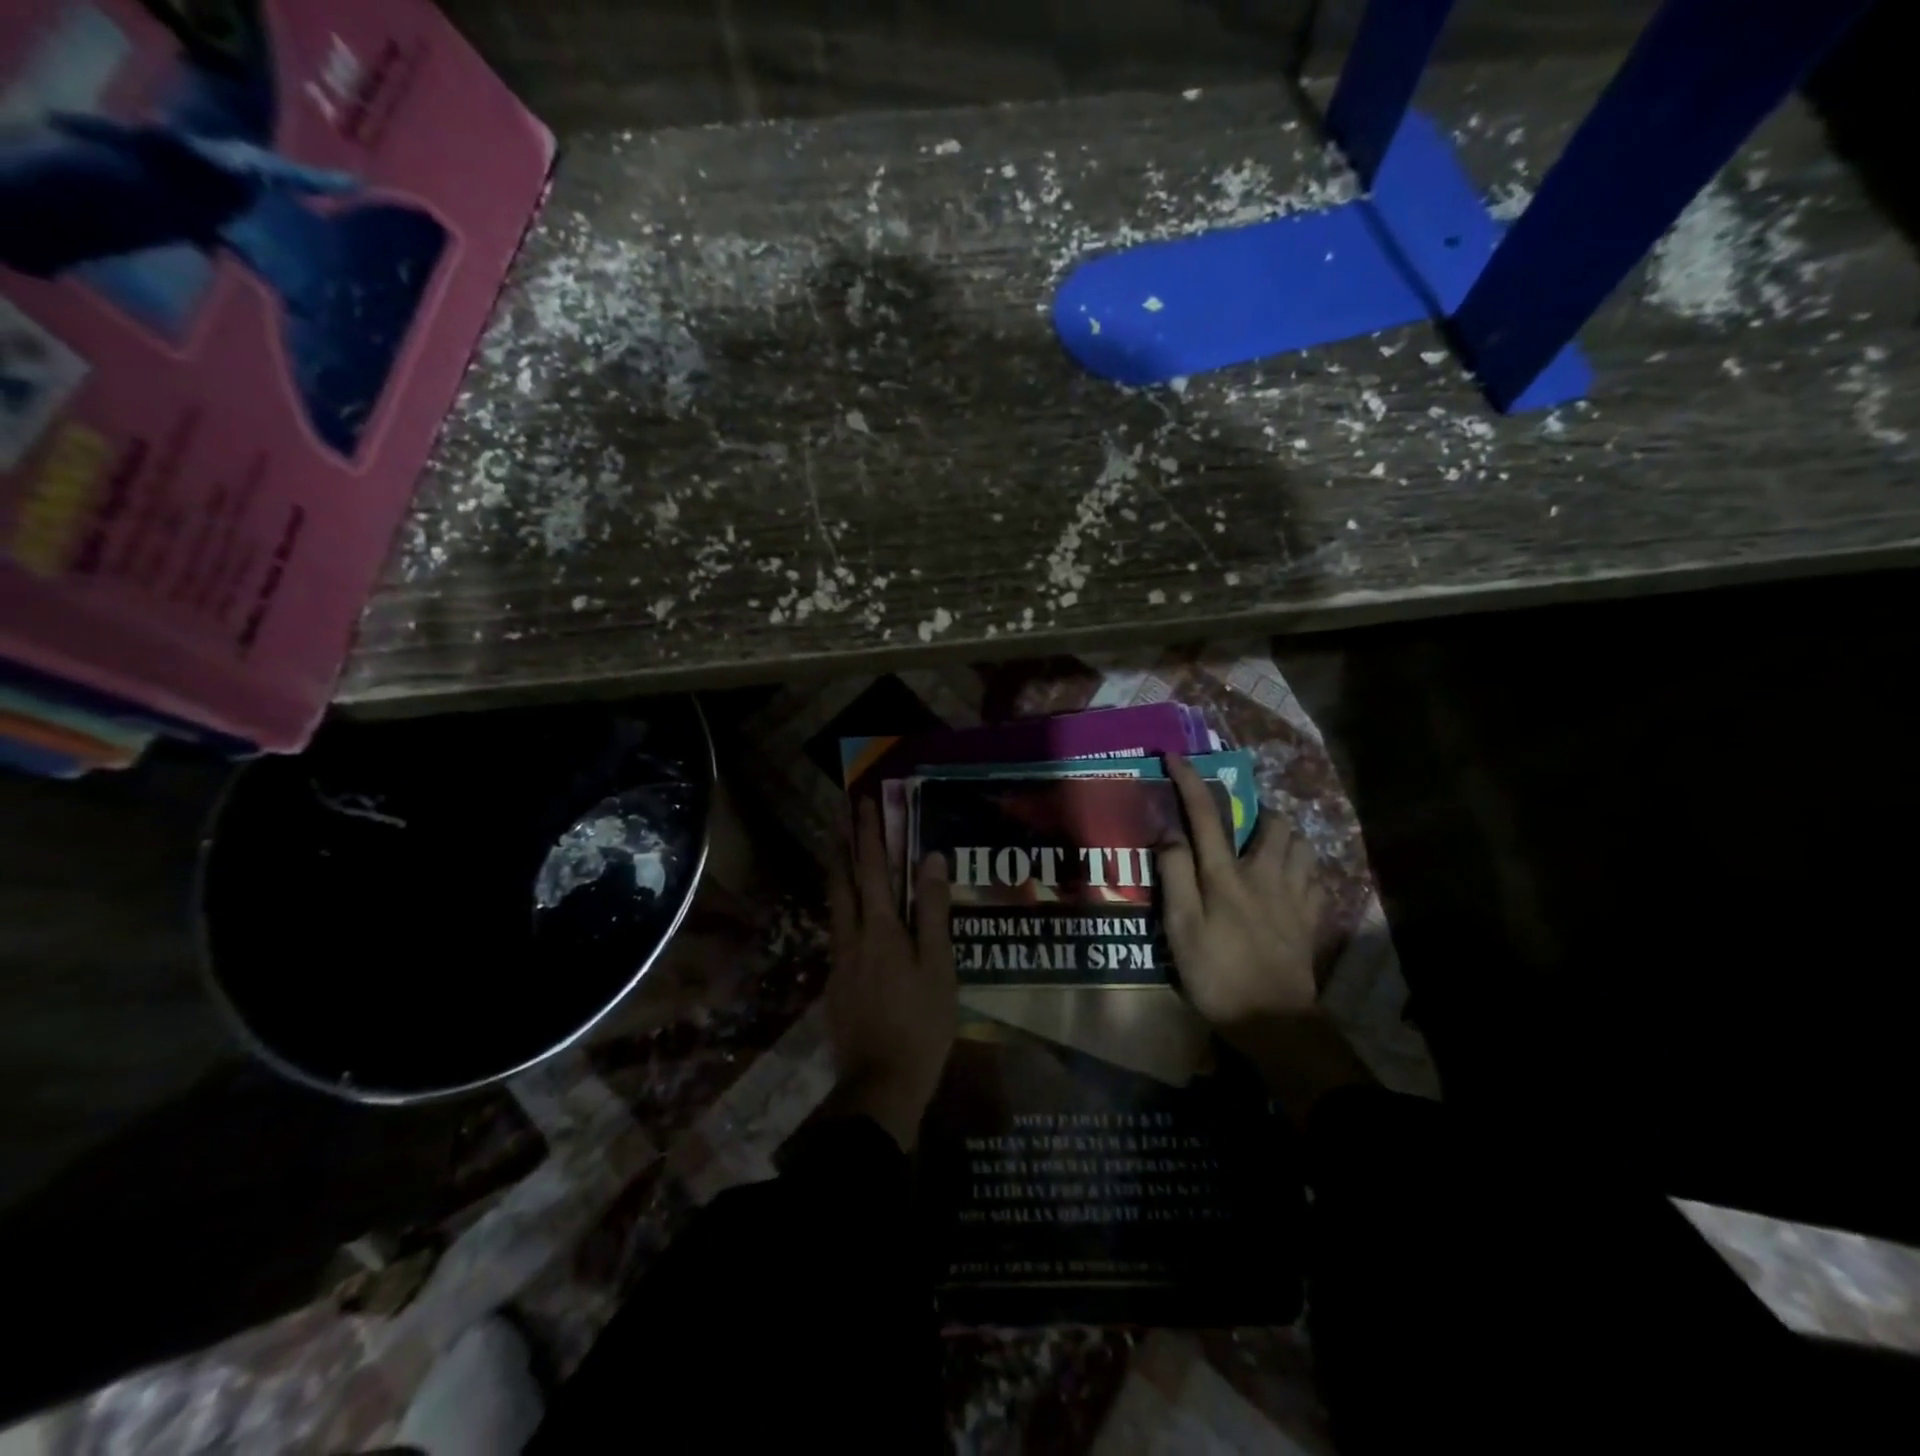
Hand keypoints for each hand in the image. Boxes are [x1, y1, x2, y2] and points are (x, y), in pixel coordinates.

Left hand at [823, 799, 957, 1149]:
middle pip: (842, 881)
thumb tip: (930, 859)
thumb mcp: (939, 966)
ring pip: (835, 907)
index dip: (868, 834)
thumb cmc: (921, 1023)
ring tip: (840, 852)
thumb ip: (932, 911)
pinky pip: (839, 933)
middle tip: (838, 814)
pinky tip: (853, 918)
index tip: (863, 801)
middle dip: (841, 844)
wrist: (881, 1084)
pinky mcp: (835, 984)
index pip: (873, 868)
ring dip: (838, 873)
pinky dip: (844, 910)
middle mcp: (852, 937)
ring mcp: (839, 962)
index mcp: (880, 929)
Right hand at [1158, 755, 1323, 1027]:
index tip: (1175, 757)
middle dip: (1257, 811)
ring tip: (1267, 848)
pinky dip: (1303, 868)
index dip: (1190, 781)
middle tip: (1239, 824)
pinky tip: (1290, 881)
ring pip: (1302, 844)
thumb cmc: (1217, 973)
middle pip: (1273, 822)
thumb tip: (1168, 833)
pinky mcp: (1312, 917)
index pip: (1205, 815)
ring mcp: (1295, 895)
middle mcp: (1264, 874)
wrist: (1273, 1021)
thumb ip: (1174, 876)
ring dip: (1285, 836)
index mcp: (1225, 875)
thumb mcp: (1180, 928)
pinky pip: (1316, 876)